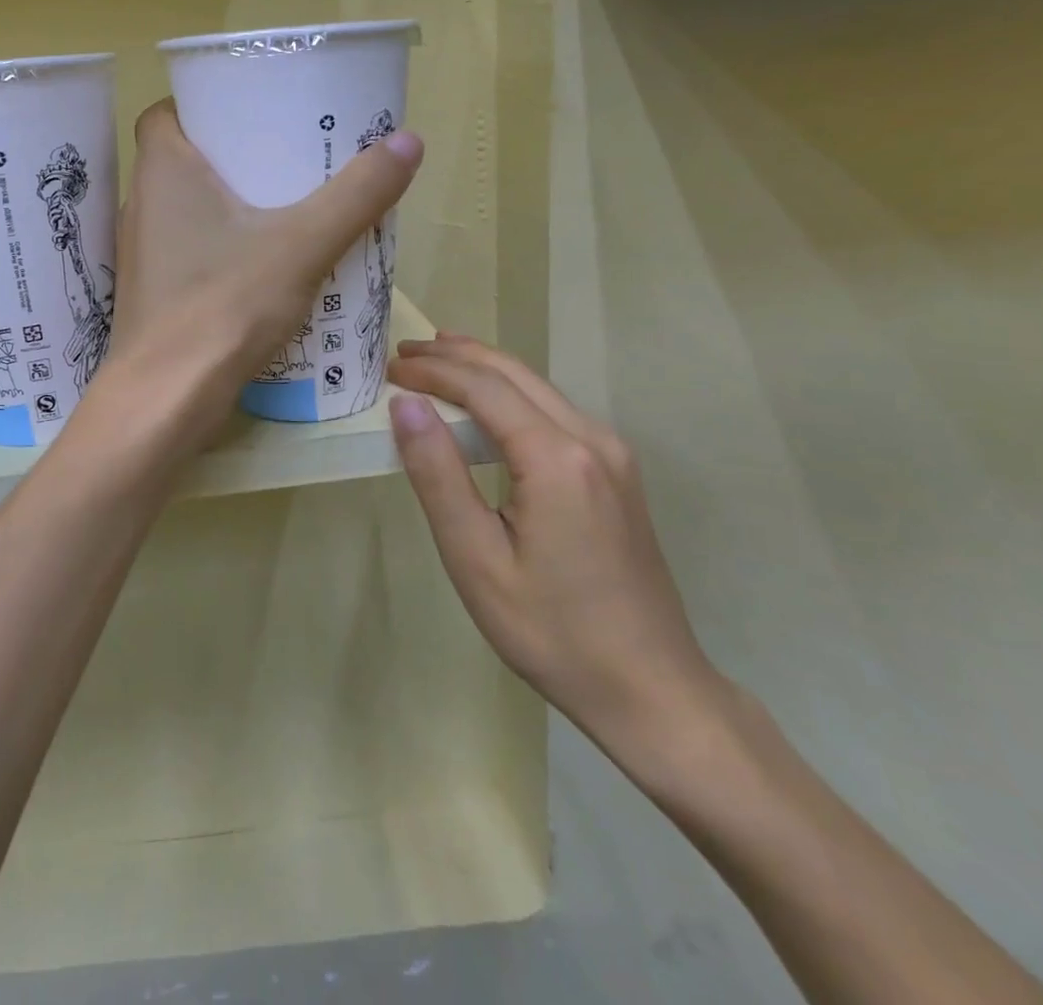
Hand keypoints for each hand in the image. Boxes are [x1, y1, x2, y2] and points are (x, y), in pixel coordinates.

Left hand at [104, 100, 422, 437]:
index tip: (252, 113)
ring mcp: (144, 254)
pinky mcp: (154, 294)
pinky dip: (222, 246)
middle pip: (184, 159)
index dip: (206, 105)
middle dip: (233, 155)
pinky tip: (264, 265)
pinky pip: (190, 250)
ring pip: (187, 209)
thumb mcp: (302, 244)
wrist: (166, 400)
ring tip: (286, 206)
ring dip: (229, 204)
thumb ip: (355, 195)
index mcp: (162, 171)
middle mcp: (142, 205)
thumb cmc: (224, 305)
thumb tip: (408, 141)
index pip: (166, 112)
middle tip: (287, 157)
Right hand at [387, 335, 723, 753]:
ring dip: (483, 369)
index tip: (389, 369)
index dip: (433, 372)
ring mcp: (612, 454)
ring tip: (436, 361)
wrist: (653, 690)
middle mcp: (592, 439)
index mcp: (558, 458)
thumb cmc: (552, 632)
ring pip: (538, 387)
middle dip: (456, 356)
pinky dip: (510, 395)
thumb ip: (438, 474)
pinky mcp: (617, 472)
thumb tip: (406, 405)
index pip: (484, 388)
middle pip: (515, 373)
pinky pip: (554, 411)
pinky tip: (486, 405)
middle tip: (404, 352)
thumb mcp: (476, 558)